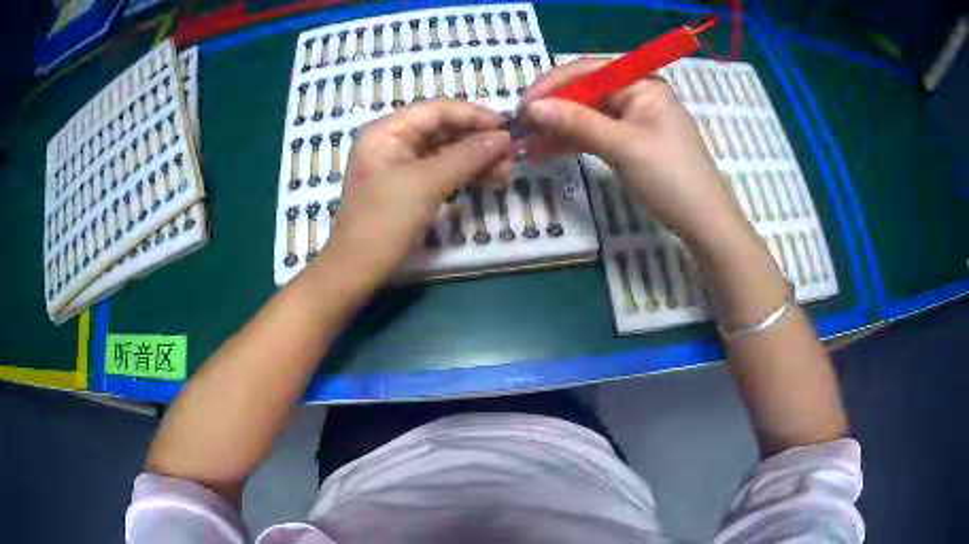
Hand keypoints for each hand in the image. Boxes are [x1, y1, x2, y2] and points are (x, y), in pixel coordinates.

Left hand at [323, 100, 511, 277]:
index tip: (508, 127)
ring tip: (507, 172)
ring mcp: (400, 164)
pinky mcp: (408, 185)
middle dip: (478, 140)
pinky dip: (465, 174)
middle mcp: (393, 140)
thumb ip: (467, 155)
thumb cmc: (385, 220)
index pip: (437, 110)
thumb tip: (505, 138)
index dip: (474, 116)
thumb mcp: (427, 183)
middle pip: (443, 129)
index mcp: (387, 130)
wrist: (358, 269)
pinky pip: (441, 170)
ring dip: (476, 159)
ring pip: (445, 151)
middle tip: (513, 154)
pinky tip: (489, 179)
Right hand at [522, 58, 748, 246]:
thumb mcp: (623, 146)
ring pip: (587, 115)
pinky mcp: (631, 142)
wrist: (704, 223)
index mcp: (642, 84)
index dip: (553, 85)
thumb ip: (578, 122)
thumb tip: (533, 107)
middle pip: (585, 93)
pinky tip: (546, 152)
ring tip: (526, 145)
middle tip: (520, 130)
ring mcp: (634, 119)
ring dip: (557, 129)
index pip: (588, 71)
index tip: (523, 106)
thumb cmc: (671, 178)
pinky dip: (573, 142)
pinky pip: (595, 134)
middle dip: (552, 110)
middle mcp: (637, 94)